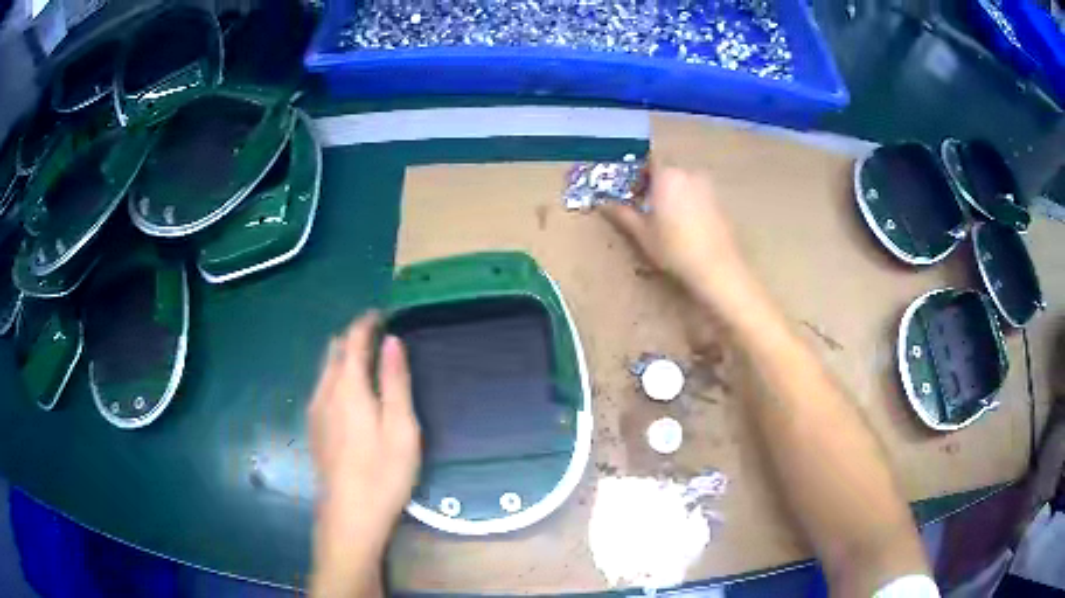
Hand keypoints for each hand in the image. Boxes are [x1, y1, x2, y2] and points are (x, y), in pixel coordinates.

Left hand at [308, 313, 420, 595]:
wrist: (349, 515)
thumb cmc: (383, 472)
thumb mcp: (401, 427)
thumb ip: (394, 381)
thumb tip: (392, 341)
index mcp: (347, 387)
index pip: (352, 340)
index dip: (366, 323)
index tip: (382, 314)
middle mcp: (324, 392)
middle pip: (334, 351)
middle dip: (354, 337)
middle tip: (379, 338)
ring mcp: (315, 411)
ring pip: (325, 370)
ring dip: (343, 357)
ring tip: (368, 362)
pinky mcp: (313, 428)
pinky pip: (322, 387)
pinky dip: (336, 376)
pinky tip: (351, 394)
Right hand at [601, 163, 751, 308]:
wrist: (717, 268)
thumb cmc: (674, 249)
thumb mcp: (643, 234)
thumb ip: (623, 214)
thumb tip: (602, 204)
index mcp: (667, 175)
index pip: (649, 160)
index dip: (638, 172)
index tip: (632, 189)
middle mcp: (689, 173)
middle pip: (667, 170)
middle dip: (655, 183)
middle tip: (646, 205)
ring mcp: (707, 186)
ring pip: (683, 182)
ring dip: (673, 192)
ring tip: (665, 217)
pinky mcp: (719, 201)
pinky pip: (698, 193)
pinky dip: (689, 202)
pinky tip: (686, 225)